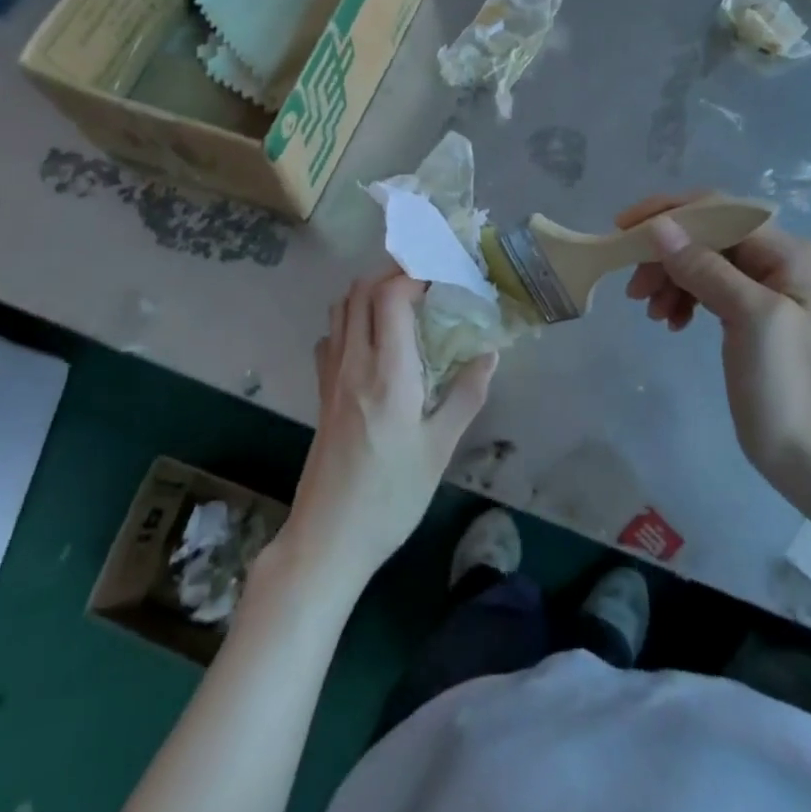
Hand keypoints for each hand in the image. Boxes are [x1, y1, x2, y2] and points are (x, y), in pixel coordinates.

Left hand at [282, 272, 496, 591]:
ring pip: (340, 309)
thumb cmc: (391, 497)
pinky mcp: (321, 393)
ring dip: (369, 292)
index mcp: (387, 373)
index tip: (442, 276)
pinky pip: (332, 337)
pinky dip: (351, 320)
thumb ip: (466, 396)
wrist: (328, 538)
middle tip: (427, 280)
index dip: (414, 275)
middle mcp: (353, 363)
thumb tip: (489, 353)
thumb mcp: (439, 449)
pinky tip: (374, 341)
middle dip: (392, 273)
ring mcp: (331, 377)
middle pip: (360, 291)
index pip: (390, 297)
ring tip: (404, 302)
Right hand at [619, 194, 810, 487]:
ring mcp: (763, 288)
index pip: (718, 211)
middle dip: (665, 253)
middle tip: (634, 289)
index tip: (622, 230)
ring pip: (701, 261)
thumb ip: (705, 267)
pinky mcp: (747, 314)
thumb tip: (659, 227)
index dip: (668, 214)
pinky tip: (671, 323)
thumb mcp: (749, 318)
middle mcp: (777, 259)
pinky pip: (705, 288)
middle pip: (706, 235)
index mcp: (787, 252)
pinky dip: (682, 298)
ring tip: (651, 313)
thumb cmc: (786, 386)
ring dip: (669, 278)